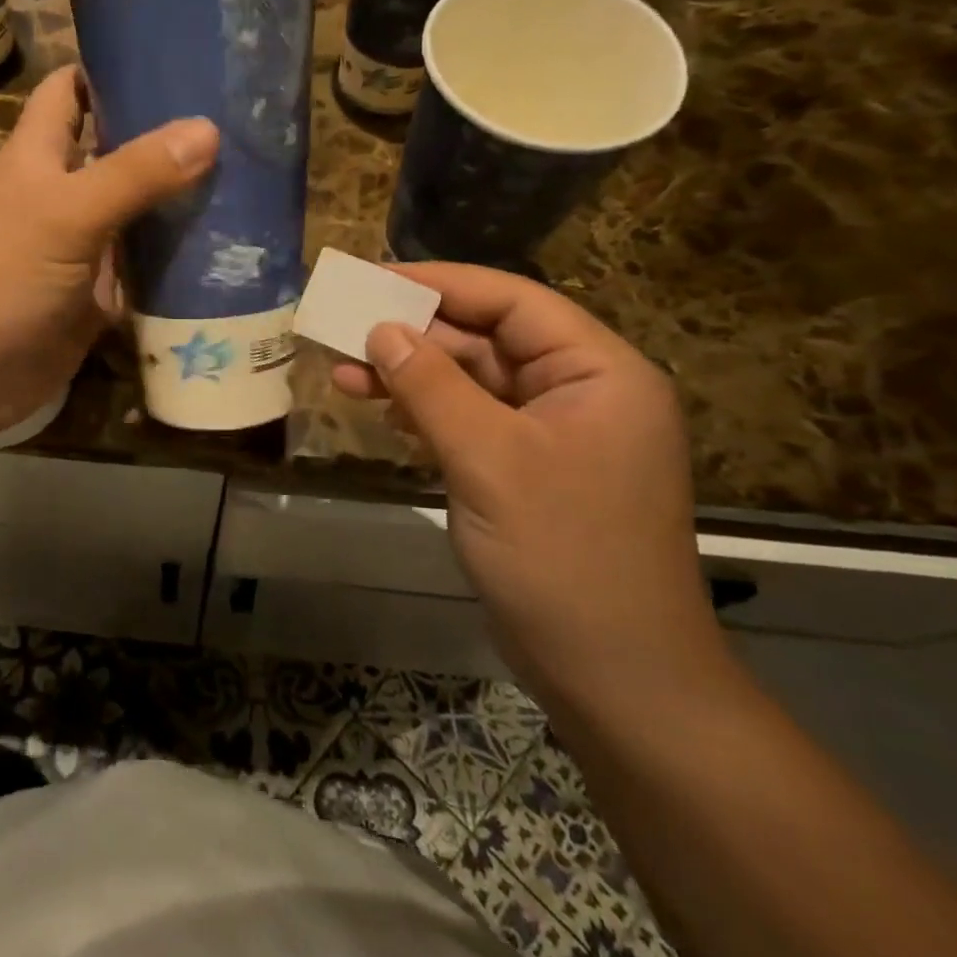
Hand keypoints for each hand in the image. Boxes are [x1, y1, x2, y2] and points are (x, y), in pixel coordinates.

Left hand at [0, 66, 218, 441]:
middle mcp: (62, 194)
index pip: (69, 91)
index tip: (171, 54)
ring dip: (179, 201)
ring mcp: (82, 246)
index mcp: (40, 155)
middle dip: (165, 137)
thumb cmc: (3, 274)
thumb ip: (135, 173)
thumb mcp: (68, 213)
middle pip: (116, 151)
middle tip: (237, 121)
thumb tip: (209, 128)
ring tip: (249, 179)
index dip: (108, 68)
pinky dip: (176, 260)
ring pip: (137, 212)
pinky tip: (228, 250)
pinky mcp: (97, 293)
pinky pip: (143, 268)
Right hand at [332, 263, 728, 712]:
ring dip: (410, 376)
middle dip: (414, 335)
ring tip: (344, 374)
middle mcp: (580, 392)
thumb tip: (380, 328)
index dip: (440, 284)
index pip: (512, 301)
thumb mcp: (488, 459)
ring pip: (471, 382)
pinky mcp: (526, 470)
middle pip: (487, 339)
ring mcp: (553, 434)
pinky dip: (425, 414)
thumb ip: (431, 385)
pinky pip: (470, 421)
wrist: (613, 678)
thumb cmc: (562, 556)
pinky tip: (382, 413)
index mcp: (598, 372)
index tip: (373, 278)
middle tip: (344, 329)